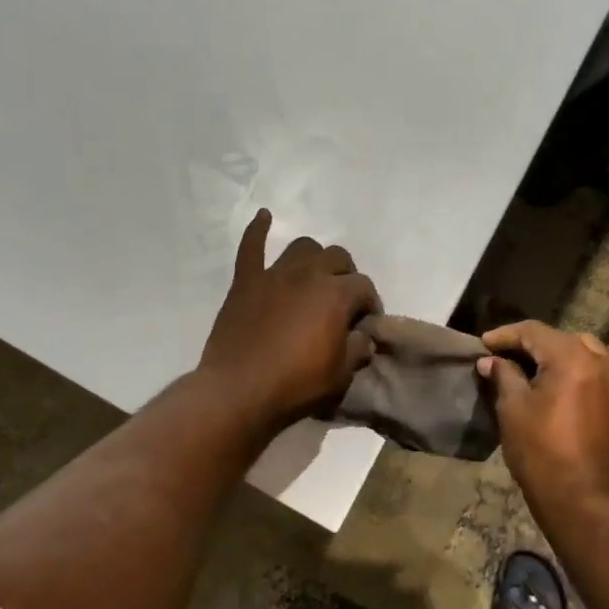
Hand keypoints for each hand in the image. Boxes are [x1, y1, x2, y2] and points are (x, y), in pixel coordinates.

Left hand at [198, 209, 380, 433]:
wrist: (238, 392)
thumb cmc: (296, 386)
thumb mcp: (341, 375)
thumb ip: (357, 349)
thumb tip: (364, 337)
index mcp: (336, 294)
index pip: (364, 287)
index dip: (370, 304)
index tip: (366, 323)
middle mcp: (308, 274)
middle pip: (338, 258)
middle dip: (347, 275)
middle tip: (343, 301)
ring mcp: (274, 274)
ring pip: (302, 247)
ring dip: (314, 258)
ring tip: (315, 276)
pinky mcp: (246, 282)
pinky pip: (251, 247)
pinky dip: (257, 230)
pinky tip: (264, 216)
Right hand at [476, 321, 608, 522]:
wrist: (587, 503)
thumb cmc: (542, 455)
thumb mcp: (513, 411)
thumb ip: (503, 376)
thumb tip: (491, 360)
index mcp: (570, 358)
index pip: (533, 331)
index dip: (505, 335)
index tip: (484, 344)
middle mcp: (601, 361)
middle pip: (562, 338)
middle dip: (533, 344)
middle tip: (508, 359)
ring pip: (592, 349)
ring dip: (566, 352)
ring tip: (546, 368)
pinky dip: (603, 363)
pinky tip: (590, 374)